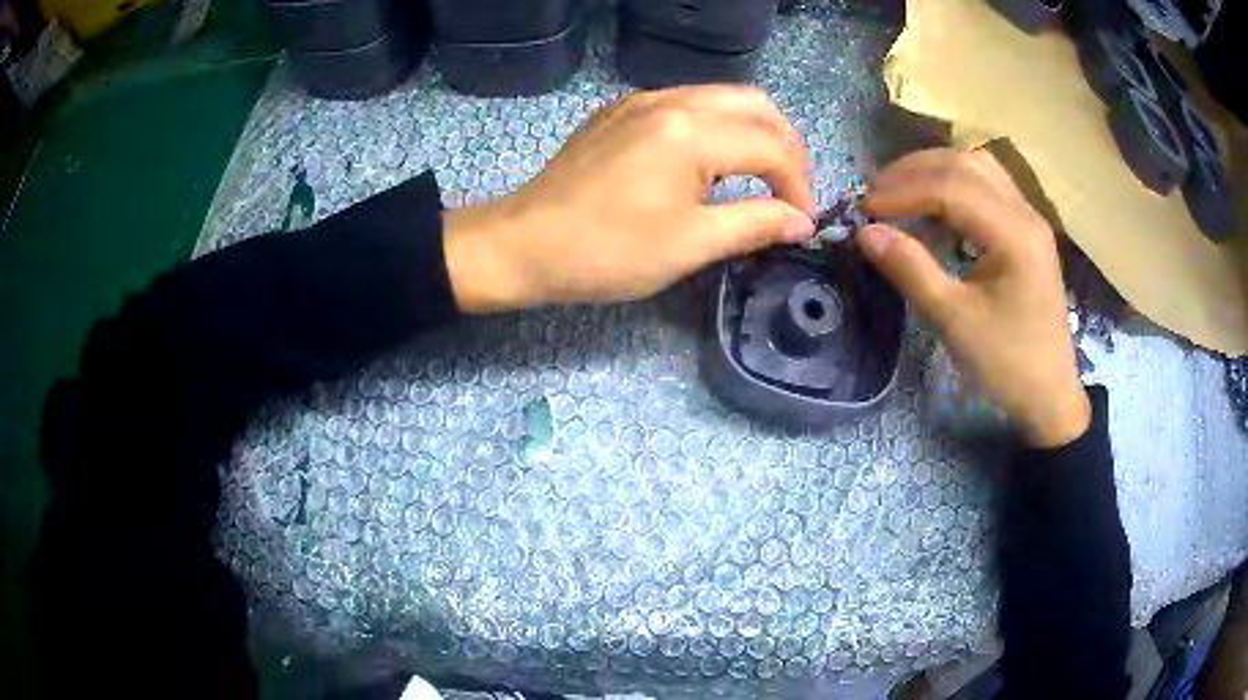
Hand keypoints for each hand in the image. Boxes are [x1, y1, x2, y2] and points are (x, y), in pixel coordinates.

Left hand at [442, 86, 816, 310]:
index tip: (802, 223)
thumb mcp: (690, 245)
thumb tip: (800, 221)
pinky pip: (686, 103)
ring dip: (752, 132)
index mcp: (691, 131)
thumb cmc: (606, 251)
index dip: (799, 185)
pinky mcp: (621, 110)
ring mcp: (642, 99)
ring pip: (721, 98)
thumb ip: (755, 224)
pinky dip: (716, 126)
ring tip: (760, 177)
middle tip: (790, 191)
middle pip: (755, 105)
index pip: (772, 146)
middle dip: (785, 147)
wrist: (523, 243)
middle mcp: (671, 100)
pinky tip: (710, 162)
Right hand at [859, 148, 1089, 447]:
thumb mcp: (955, 322)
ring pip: (976, 166)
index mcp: (1015, 234)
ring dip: (934, 170)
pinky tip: (935, 207)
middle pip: (963, 164)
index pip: (952, 187)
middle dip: (914, 171)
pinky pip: (987, 185)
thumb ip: (911, 270)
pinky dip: (954, 184)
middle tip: (876, 196)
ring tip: (901, 192)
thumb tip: (865, 232)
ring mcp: (1029, 218)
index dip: (903, 191)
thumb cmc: (1007, 364)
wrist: (1050, 396)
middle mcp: (1025, 213)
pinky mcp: (1026, 229)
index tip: (865, 210)